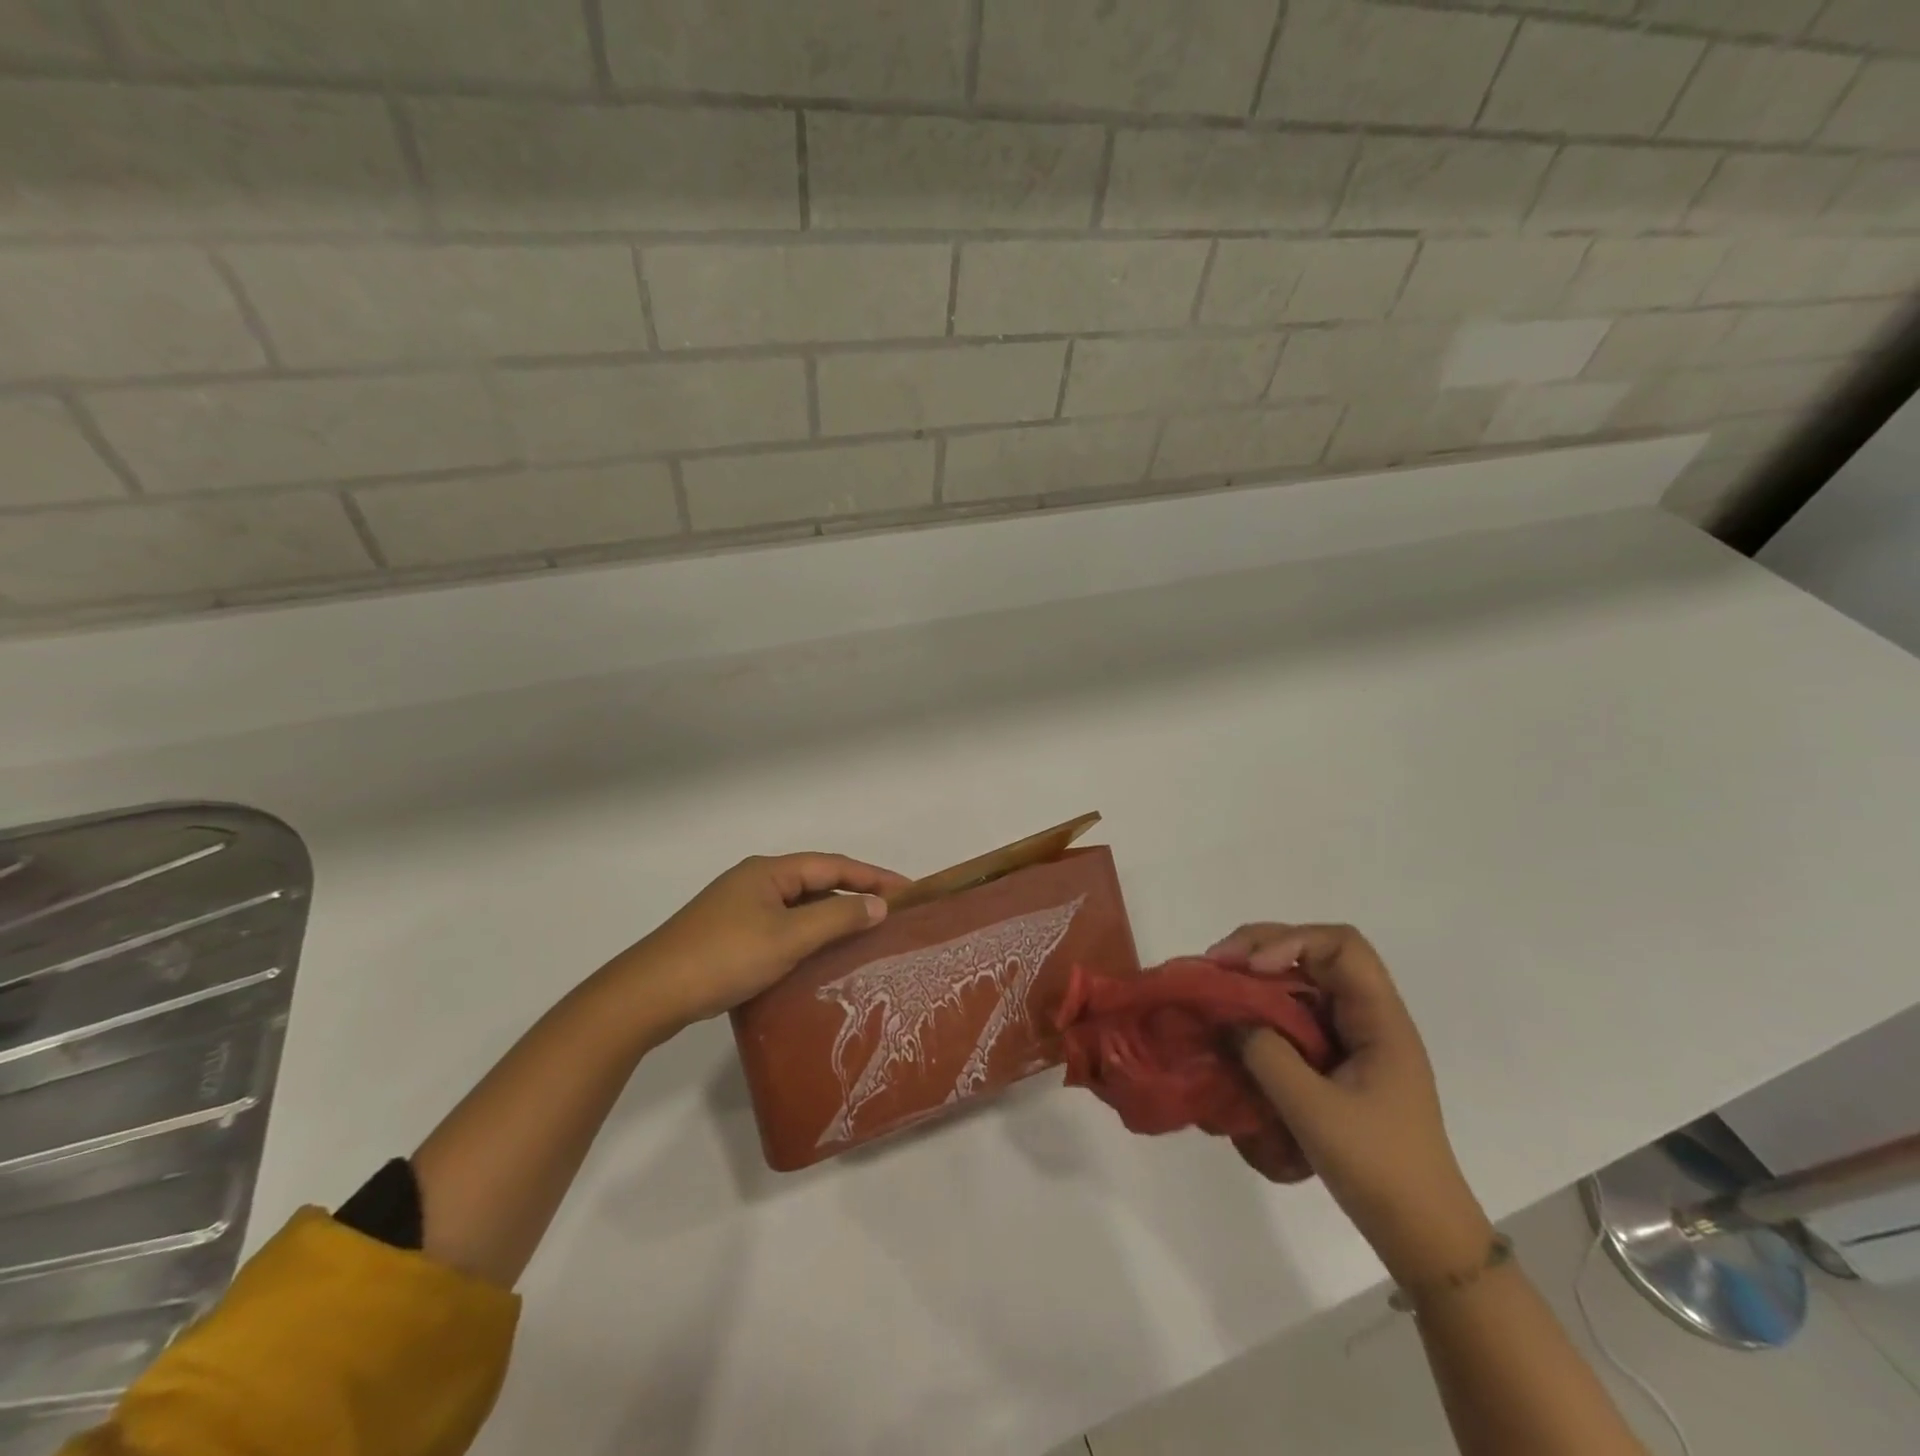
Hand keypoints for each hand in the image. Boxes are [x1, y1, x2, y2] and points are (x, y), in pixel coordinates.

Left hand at [608, 853, 910, 1027]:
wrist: (651, 993)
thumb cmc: (724, 957)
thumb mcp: (788, 937)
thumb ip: (836, 918)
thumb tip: (879, 905)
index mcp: (769, 872)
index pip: (833, 865)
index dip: (873, 876)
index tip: (908, 890)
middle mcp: (756, 881)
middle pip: (816, 881)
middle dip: (855, 893)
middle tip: (892, 913)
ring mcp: (740, 908)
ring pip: (798, 906)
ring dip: (832, 915)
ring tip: (866, 933)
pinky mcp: (730, 934)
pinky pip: (782, 925)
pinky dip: (808, 934)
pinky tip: (821, 956)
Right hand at [1208, 923, 1494, 1285]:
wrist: (1424, 1235)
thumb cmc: (1378, 1168)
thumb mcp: (1314, 1111)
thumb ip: (1266, 1055)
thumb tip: (1229, 1018)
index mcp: (1380, 1019)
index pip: (1341, 945)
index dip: (1291, 941)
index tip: (1250, 969)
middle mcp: (1369, 1017)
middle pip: (1317, 954)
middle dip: (1262, 949)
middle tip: (1216, 965)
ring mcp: (1354, 1038)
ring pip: (1303, 983)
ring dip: (1260, 978)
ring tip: (1218, 988)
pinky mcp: (1339, 1061)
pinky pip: (1298, 1016)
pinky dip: (1265, 1009)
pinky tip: (1237, 1024)